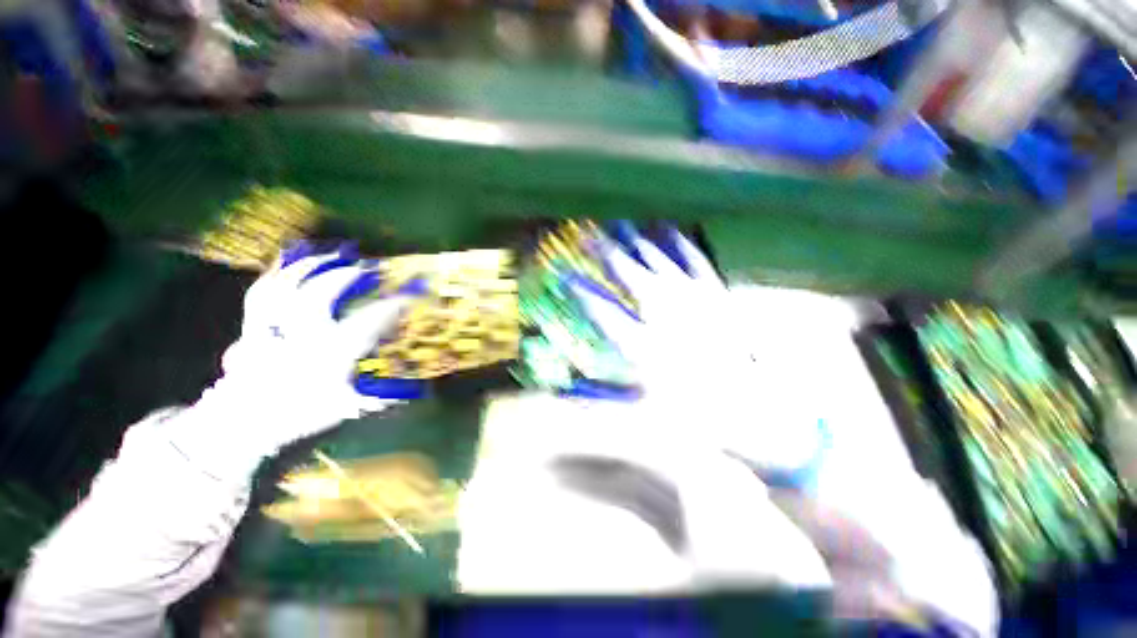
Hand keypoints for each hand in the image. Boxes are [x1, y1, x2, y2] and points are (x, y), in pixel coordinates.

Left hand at [169, 244, 417, 482]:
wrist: (246, 429)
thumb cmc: (305, 417)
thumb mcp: (350, 408)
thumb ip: (383, 395)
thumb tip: (419, 388)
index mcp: (330, 355)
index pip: (370, 321)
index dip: (395, 304)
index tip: (415, 293)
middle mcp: (300, 336)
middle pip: (322, 293)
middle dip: (349, 275)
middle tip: (370, 268)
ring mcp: (272, 328)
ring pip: (288, 285)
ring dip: (314, 265)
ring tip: (335, 254)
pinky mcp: (252, 327)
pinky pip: (263, 292)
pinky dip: (279, 273)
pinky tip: (292, 261)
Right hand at [567, 225, 822, 476]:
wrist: (752, 408)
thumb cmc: (691, 412)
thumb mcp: (640, 409)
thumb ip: (599, 396)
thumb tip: (565, 390)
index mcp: (641, 341)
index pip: (601, 307)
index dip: (580, 288)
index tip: (565, 274)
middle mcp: (663, 312)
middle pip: (627, 272)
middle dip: (603, 252)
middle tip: (587, 236)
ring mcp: (692, 298)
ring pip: (657, 260)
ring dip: (634, 242)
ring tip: (619, 226)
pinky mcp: (715, 292)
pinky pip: (693, 259)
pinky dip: (678, 243)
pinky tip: (668, 229)